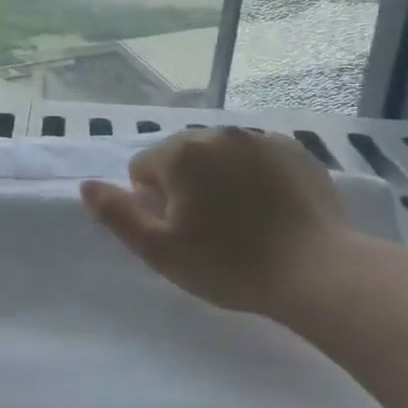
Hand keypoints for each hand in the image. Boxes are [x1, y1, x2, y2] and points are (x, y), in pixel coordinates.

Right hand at [80, 128, 356, 316]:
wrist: (320, 273)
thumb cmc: (228, 264)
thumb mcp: (157, 249)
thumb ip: (115, 213)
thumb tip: (87, 185)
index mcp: (181, 152)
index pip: (142, 169)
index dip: (152, 204)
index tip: (180, 232)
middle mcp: (219, 134)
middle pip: (180, 157)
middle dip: (184, 186)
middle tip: (208, 229)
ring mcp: (262, 139)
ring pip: (218, 156)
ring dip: (217, 179)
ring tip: (241, 221)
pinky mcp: (297, 151)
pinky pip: (255, 157)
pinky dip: (253, 176)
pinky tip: (269, 210)